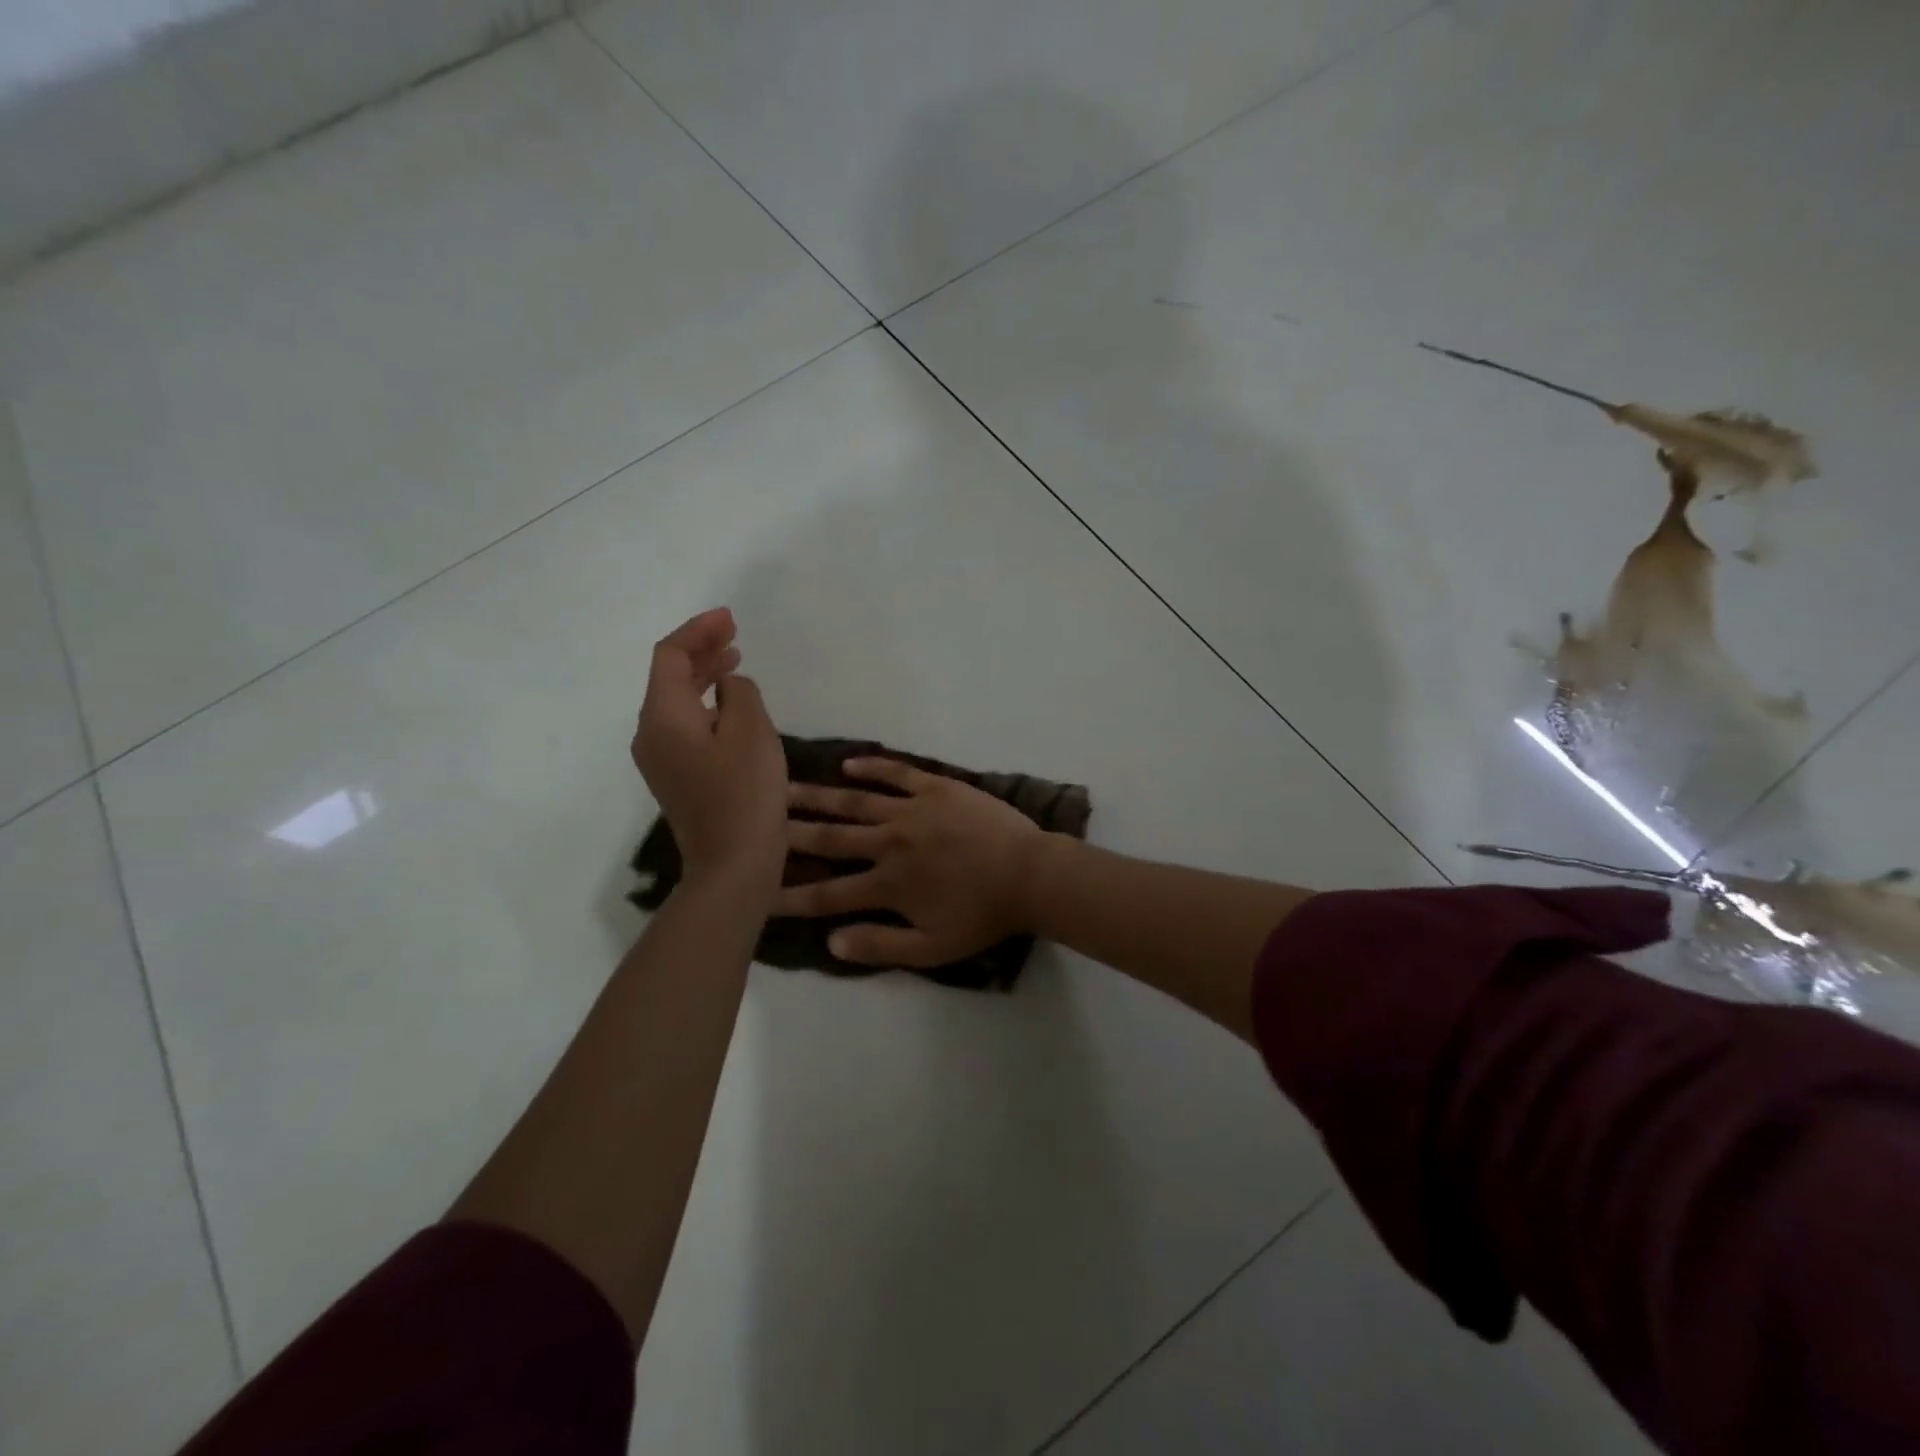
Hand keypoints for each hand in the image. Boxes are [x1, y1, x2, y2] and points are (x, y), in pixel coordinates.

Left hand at [631, 608, 786, 897]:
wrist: (732, 865)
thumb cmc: (744, 793)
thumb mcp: (751, 730)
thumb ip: (739, 692)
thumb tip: (729, 687)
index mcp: (663, 715)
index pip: (670, 656)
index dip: (698, 631)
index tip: (730, 618)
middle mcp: (650, 733)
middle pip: (668, 677)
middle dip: (700, 650)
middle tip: (734, 634)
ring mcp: (660, 759)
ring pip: (676, 702)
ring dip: (703, 677)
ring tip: (734, 661)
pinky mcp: (676, 778)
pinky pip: (684, 725)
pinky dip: (705, 705)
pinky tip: (730, 707)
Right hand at [777, 757, 1045, 966]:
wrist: (1030, 875)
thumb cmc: (983, 915)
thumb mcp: (932, 948)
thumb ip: (880, 945)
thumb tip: (830, 941)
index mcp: (887, 884)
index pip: (827, 894)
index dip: (789, 896)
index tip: (756, 895)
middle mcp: (889, 843)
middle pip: (830, 839)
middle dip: (789, 834)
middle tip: (754, 824)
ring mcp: (911, 810)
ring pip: (854, 801)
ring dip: (818, 796)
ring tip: (784, 788)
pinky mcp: (936, 787)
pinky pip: (897, 773)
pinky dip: (872, 766)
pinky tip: (848, 763)